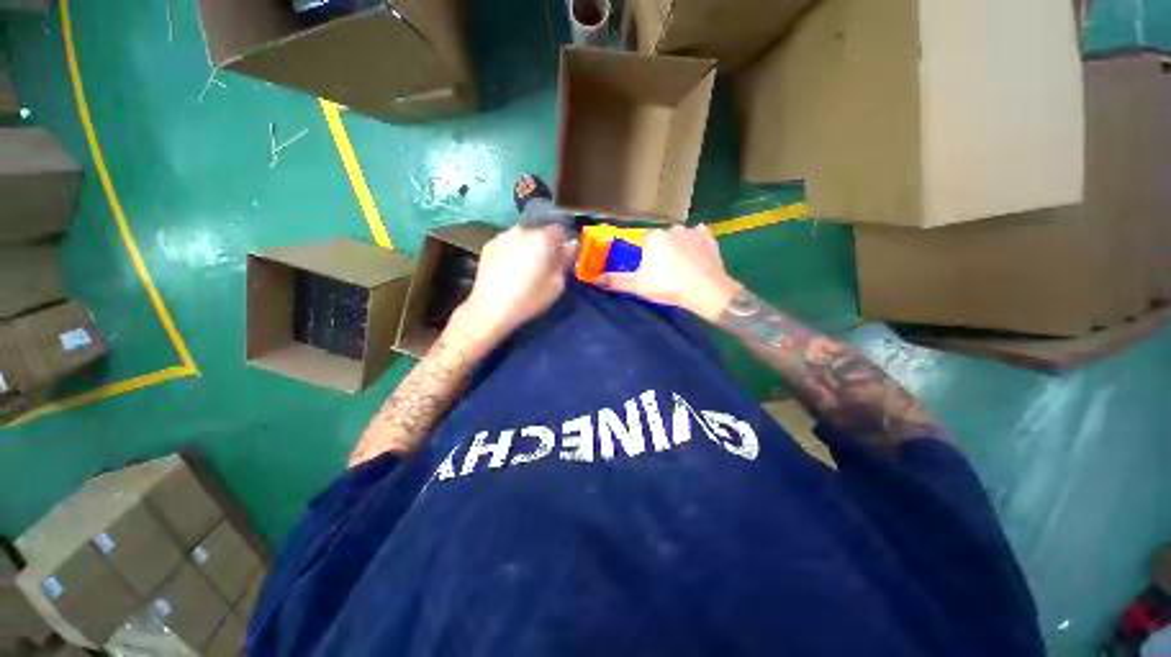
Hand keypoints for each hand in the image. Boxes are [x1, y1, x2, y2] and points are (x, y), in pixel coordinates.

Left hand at [453, 224, 575, 353]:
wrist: (491, 308)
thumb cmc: (530, 298)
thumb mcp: (556, 284)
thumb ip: (565, 261)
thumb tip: (570, 245)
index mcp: (542, 238)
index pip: (559, 231)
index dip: (562, 244)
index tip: (560, 259)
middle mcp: (522, 230)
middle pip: (539, 232)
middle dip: (543, 246)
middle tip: (543, 267)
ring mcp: (502, 236)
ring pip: (522, 237)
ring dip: (527, 248)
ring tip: (524, 269)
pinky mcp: (488, 245)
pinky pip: (507, 243)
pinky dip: (511, 251)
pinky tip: (509, 270)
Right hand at [592, 225, 741, 321]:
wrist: (707, 291)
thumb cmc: (669, 287)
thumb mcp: (638, 286)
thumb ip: (615, 281)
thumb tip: (593, 278)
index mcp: (652, 237)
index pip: (641, 242)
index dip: (641, 257)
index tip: (646, 270)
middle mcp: (671, 228)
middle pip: (659, 239)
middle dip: (658, 253)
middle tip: (662, 273)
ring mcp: (692, 231)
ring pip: (677, 238)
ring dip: (675, 248)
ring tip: (679, 269)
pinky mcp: (709, 238)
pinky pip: (697, 238)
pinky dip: (694, 245)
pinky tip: (694, 259)